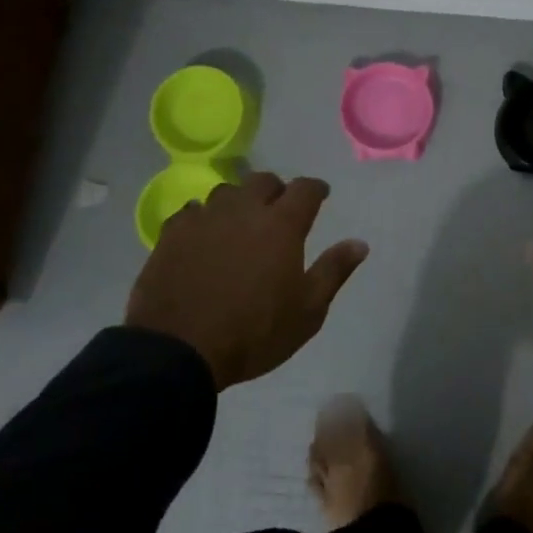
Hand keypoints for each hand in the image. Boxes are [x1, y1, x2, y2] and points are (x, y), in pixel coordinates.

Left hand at [126, 172, 368, 389]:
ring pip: (226, 192)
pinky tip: (204, 234)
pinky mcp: (172, 235)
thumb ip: (334, 271)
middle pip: (263, 181)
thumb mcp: (308, 311)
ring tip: (241, 221)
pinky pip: (191, 212)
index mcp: (281, 225)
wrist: (179, 350)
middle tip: (280, 210)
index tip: (321, 195)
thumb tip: (359, 243)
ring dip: (239, 201)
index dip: (316, 188)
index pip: (305, 189)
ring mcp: (204, 219)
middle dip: (276, 190)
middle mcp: (243, 211)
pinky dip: (204, 217)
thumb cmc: (254, 332)